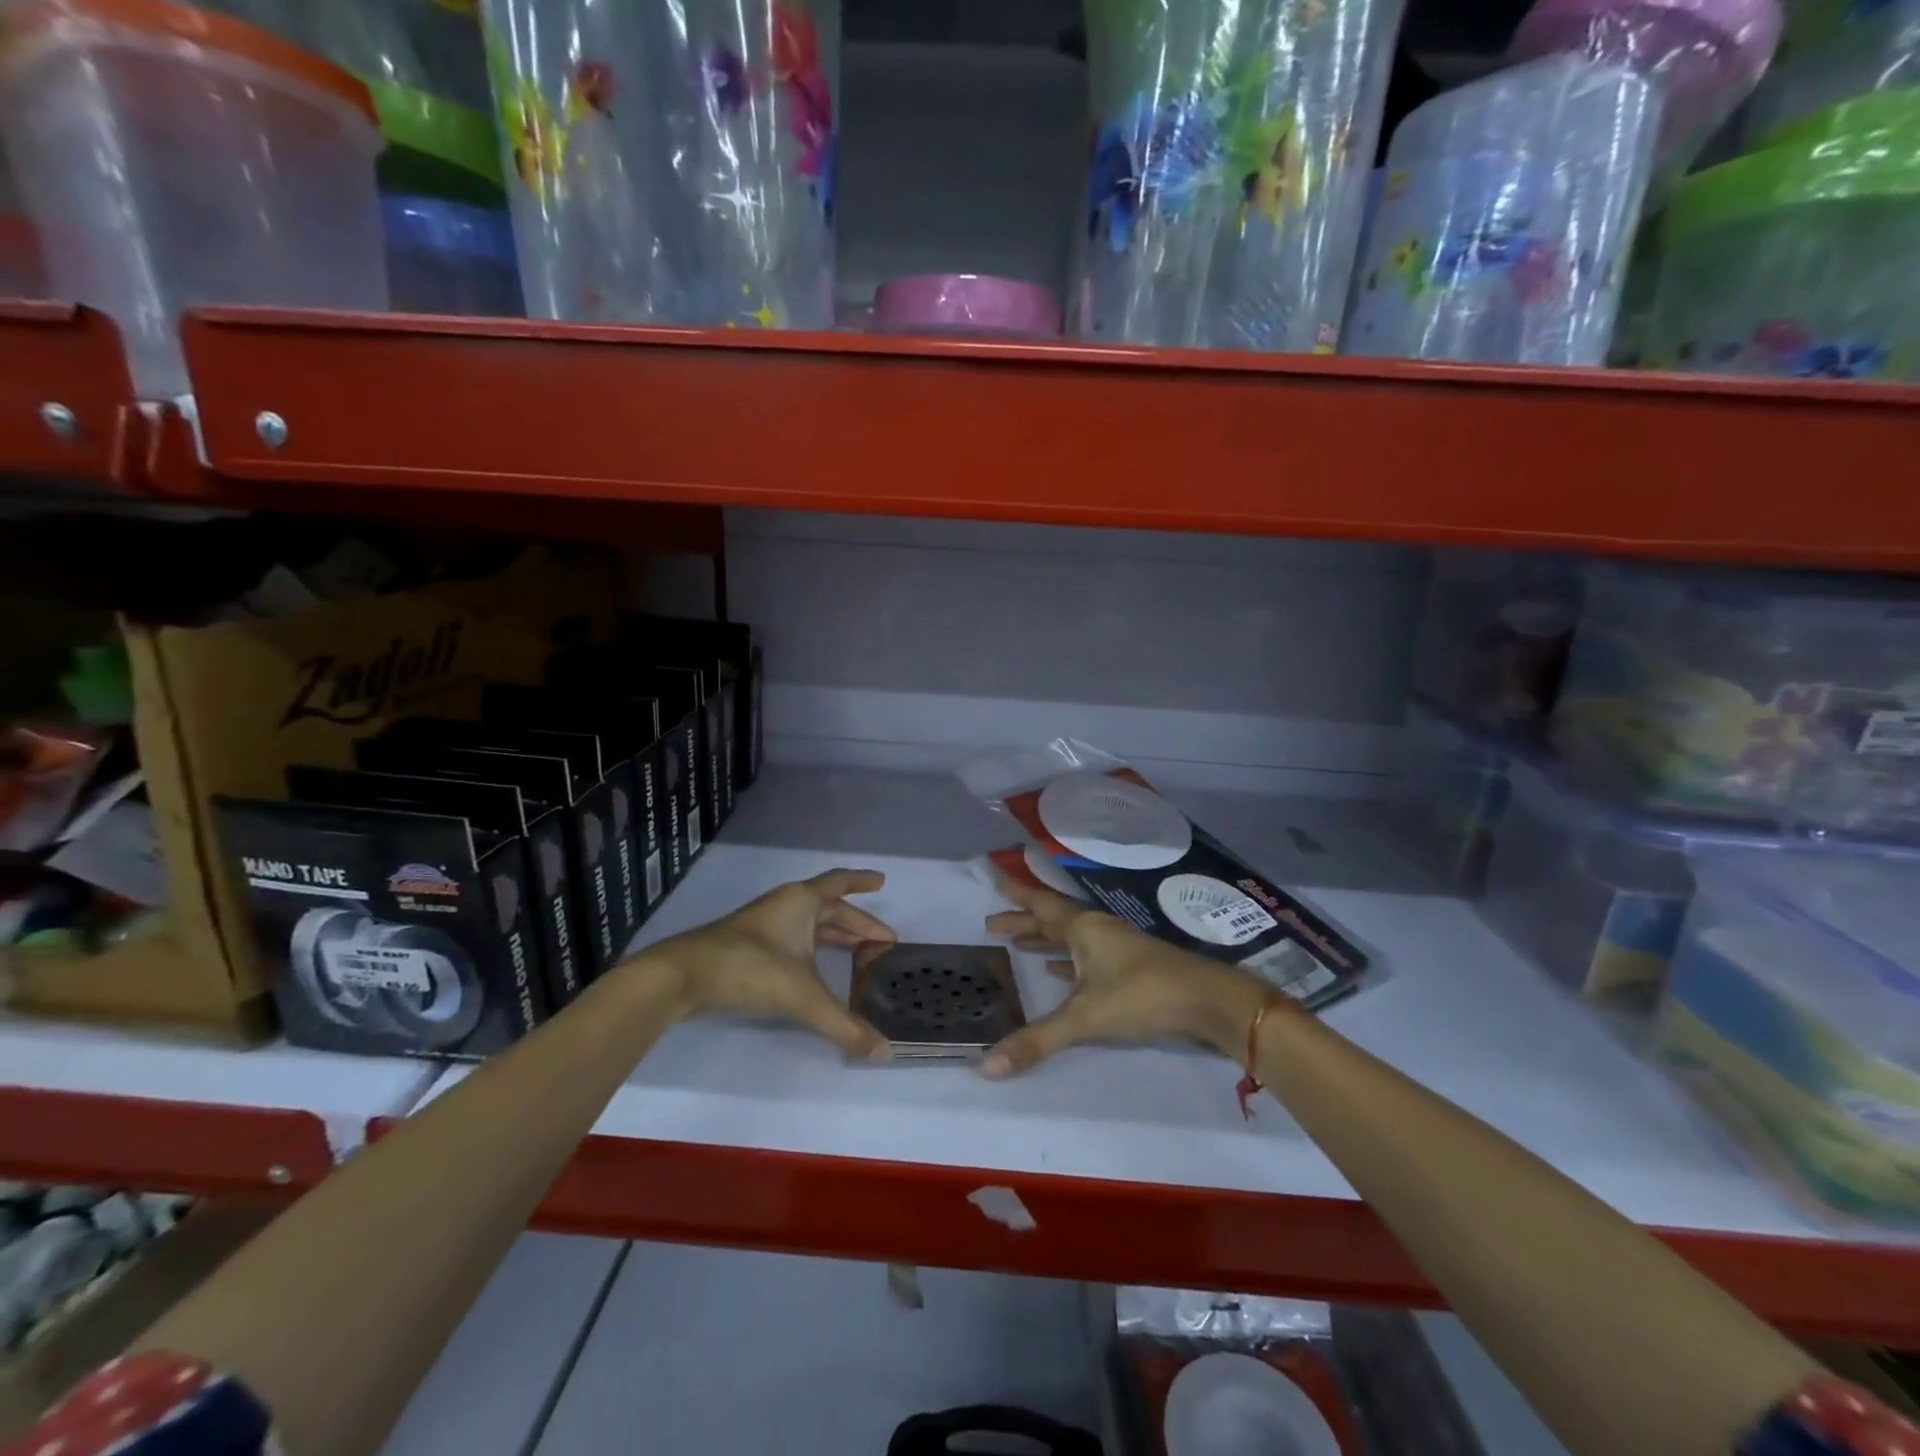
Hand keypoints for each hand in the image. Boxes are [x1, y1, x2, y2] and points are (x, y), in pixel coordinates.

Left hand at [656, 869, 895, 1059]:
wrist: (684, 975)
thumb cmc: (750, 967)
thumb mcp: (802, 996)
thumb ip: (843, 1024)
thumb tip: (884, 1052)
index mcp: (802, 902)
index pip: (840, 883)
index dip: (862, 882)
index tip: (882, 881)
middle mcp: (786, 906)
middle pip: (830, 909)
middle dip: (857, 923)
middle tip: (883, 940)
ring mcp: (765, 925)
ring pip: (810, 924)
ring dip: (836, 935)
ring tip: (859, 952)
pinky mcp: (749, 946)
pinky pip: (794, 939)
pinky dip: (814, 949)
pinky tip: (816, 967)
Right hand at [979, 875, 1270, 1077]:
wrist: (1207, 1000)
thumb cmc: (1142, 995)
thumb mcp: (1085, 1017)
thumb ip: (1037, 1040)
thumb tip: (986, 1067)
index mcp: (1083, 929)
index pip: (1041, 905)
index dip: (1017, 896)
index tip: (995, 880)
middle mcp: (1097, 931)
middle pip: (1052, 921)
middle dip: (1023, 922)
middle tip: (992, 924)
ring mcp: (1116, 949)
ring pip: (1070, 938)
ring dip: (1044, 940)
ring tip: (1019, 945)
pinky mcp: (1130, 968)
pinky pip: (1086, 957)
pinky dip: (1067, 961)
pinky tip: (1058, 972)